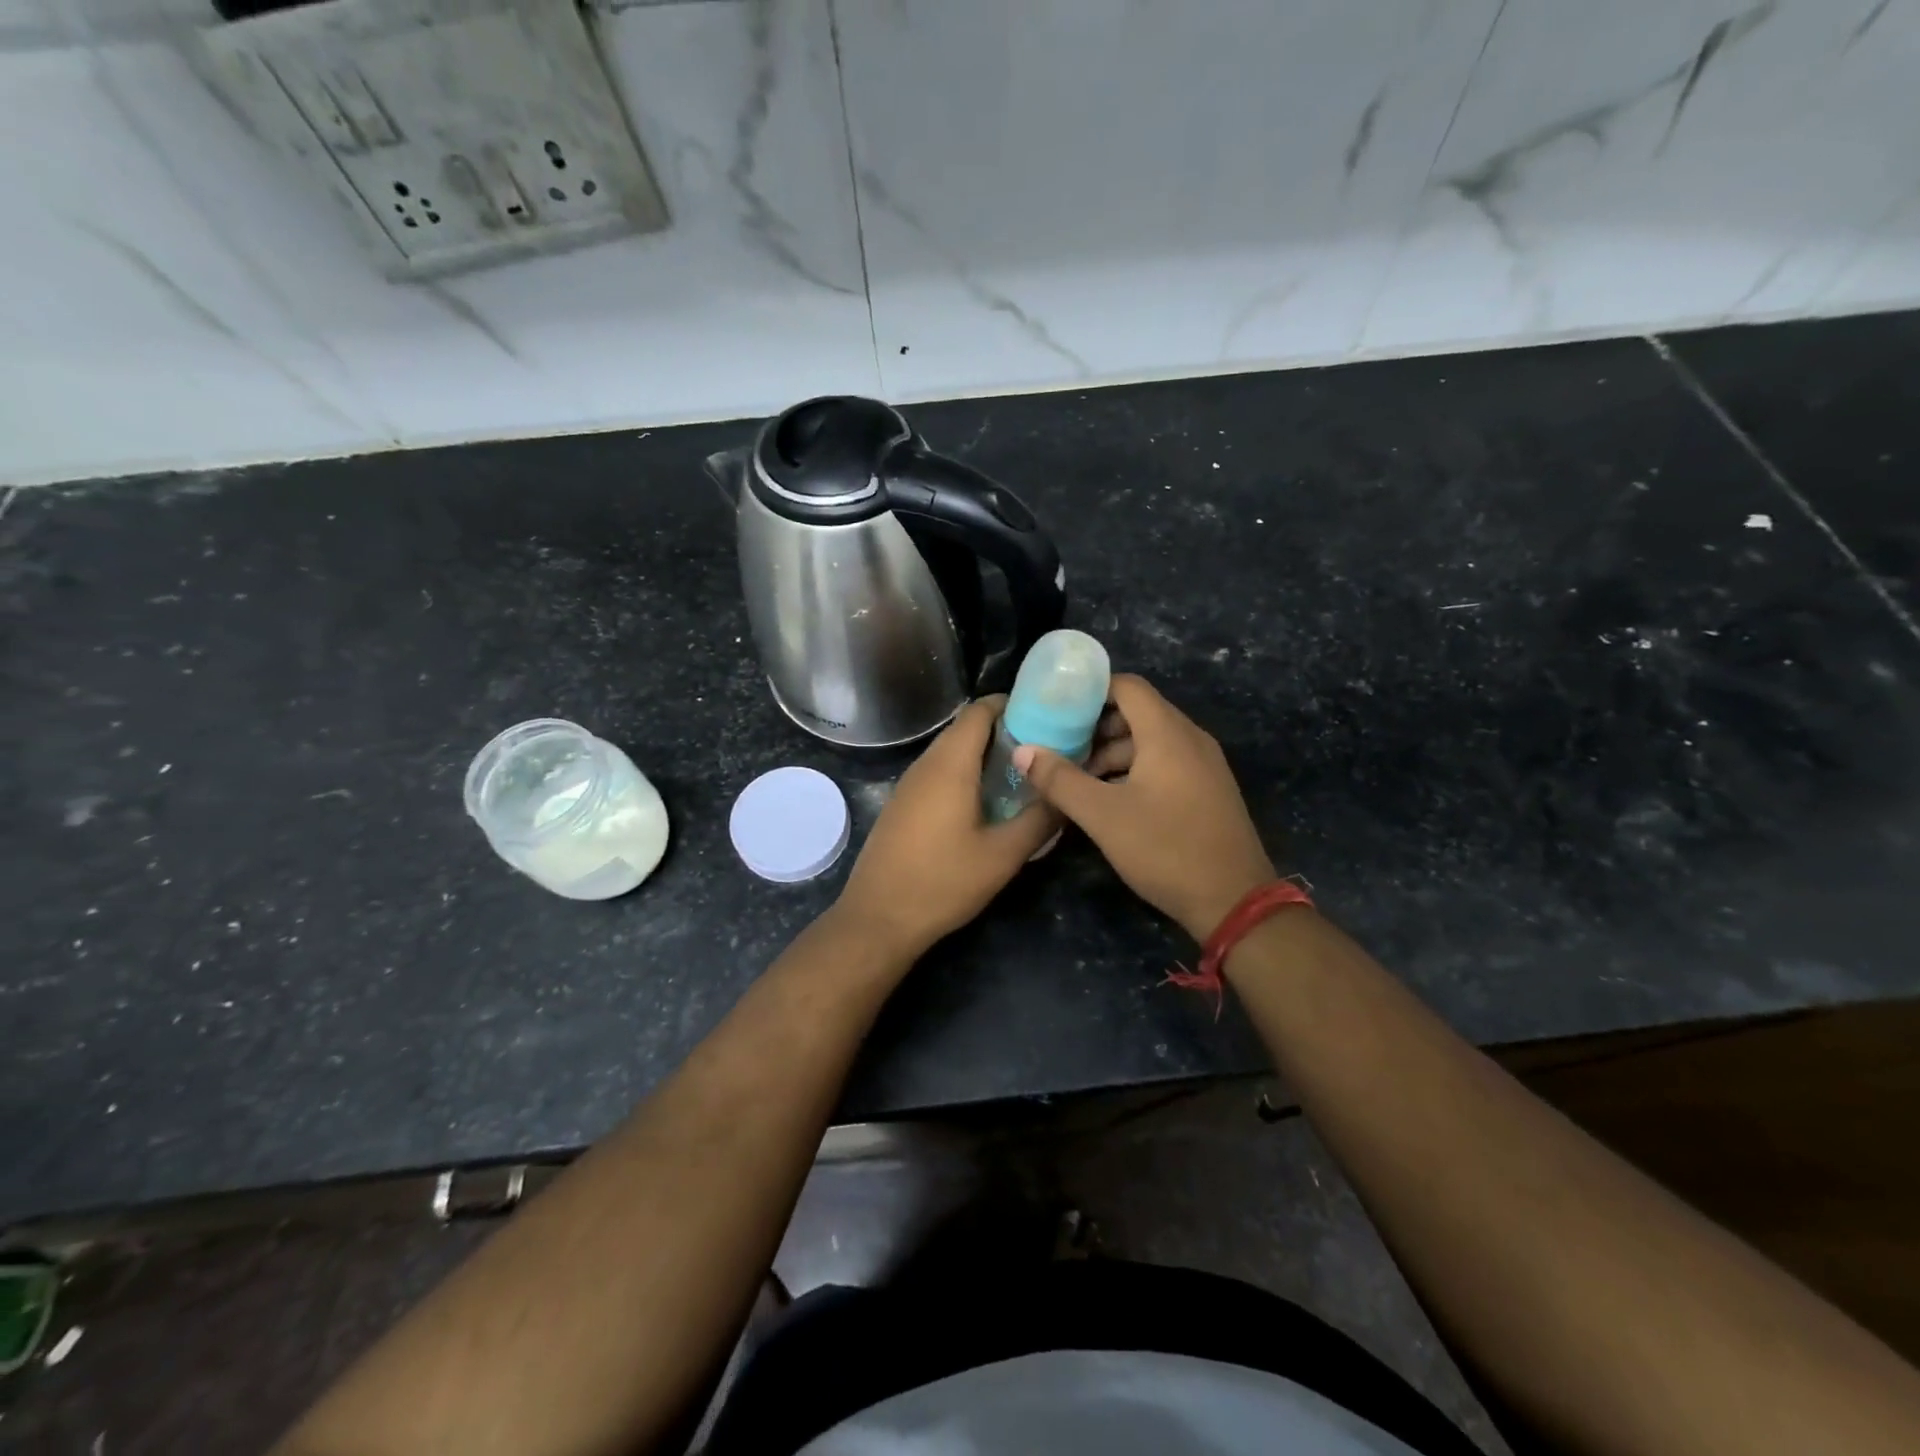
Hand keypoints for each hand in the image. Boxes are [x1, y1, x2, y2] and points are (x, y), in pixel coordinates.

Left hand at [836, 697, 1058, 959]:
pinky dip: (965, 772)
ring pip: (951, 751)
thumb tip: (1068, 794)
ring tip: (1022, 772)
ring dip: (984, 754)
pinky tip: (986, 800)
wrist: (878, 918)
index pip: (980, 711)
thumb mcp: (1003, 855)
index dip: (1011, 705)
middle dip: (1004, 730)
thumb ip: (1040, 819)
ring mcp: (909, 784)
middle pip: (966, 728)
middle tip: (1043, 747)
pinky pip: (938, 772)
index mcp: (951, 765)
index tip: (1045, 715)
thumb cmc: (943, 882)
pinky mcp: (903, 803)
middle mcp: (926, 764)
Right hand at [1013, 674, 1274, 941]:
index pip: (1127, 686)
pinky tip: (1111, 798)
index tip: (1056, 707)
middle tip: (1060, 746)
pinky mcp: (1208, 789)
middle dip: (1096, 726)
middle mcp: (1190, 738)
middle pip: (1138, 712)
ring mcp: (1204, 765)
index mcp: (1167, 734)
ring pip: (1151, 740)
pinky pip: (1166, 762)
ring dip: (1113, 752)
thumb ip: (1060, 780)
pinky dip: (1135, 768)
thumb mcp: (1103, 816)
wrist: (1234, 901)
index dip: (1090, 690)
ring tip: (1078, 778)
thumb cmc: (1166, 849)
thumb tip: (1022, 752)